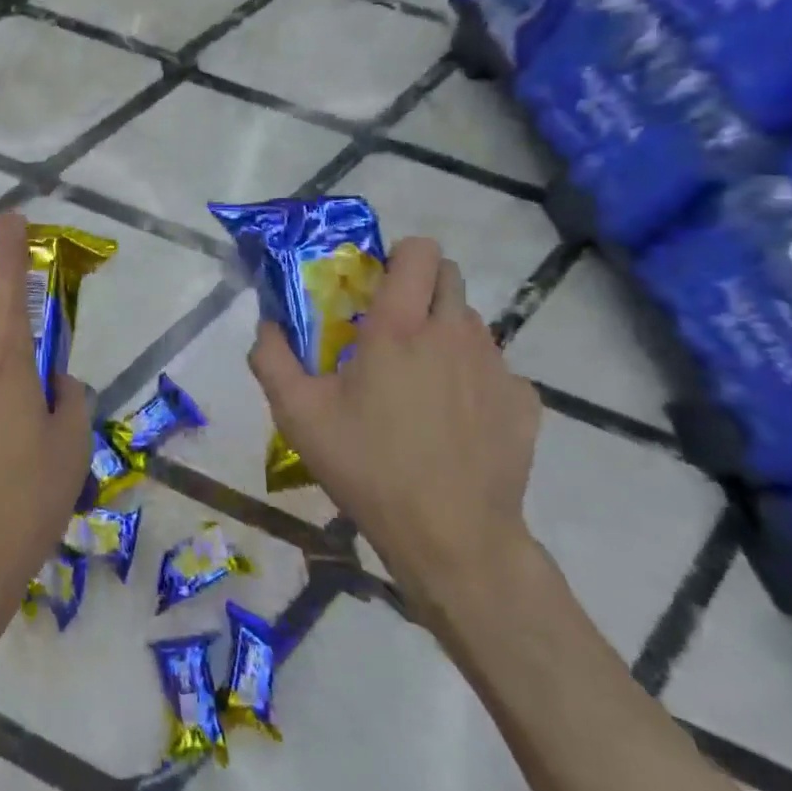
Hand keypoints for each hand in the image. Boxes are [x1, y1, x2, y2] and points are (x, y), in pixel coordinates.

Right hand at [248, 237, 542, 624]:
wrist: (453, 539)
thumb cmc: (369, 467)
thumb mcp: (298, 415)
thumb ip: (271, 358)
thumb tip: (267, 323)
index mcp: (399, 327)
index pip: (418, 251)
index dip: (398, 255)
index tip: (377, 285)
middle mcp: (453, 333)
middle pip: (449, 275)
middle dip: (421, 286)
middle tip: (394, 327)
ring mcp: (496, 367)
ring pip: (472, 321)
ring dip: (446, 331)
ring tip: (422, 378)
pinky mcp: (524, 403)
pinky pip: (498, 368)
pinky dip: (476, 377)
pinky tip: (457, 417)